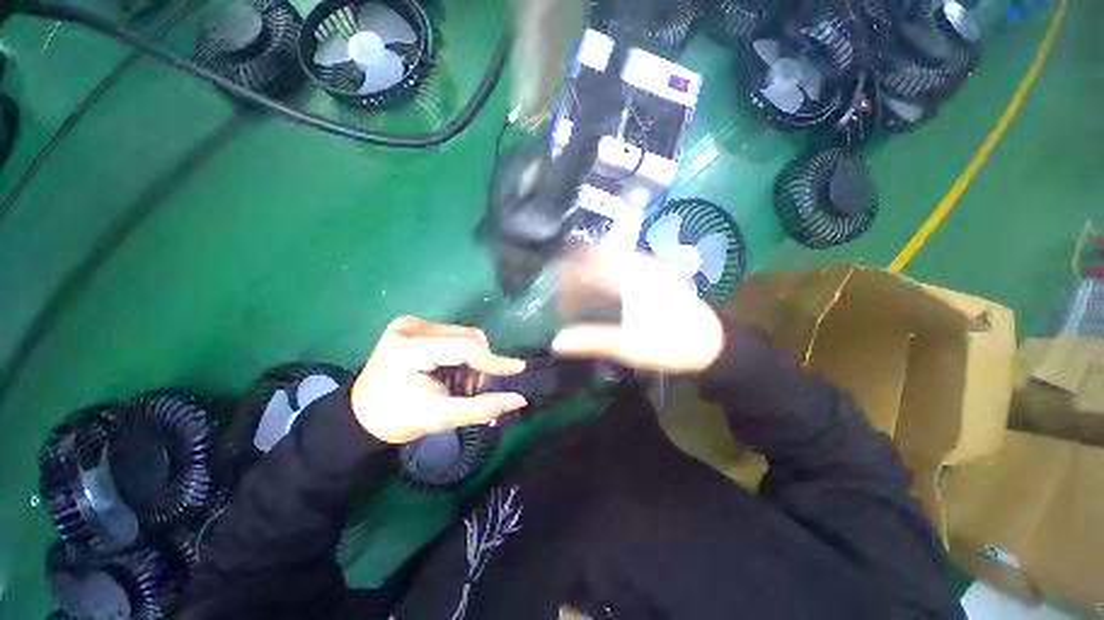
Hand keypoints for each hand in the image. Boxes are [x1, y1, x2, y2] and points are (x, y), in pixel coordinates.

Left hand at [351, 316, 527, 443]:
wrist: (360, 415)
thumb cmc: (396, 419)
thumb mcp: (440, 417)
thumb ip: (481, 407)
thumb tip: (518, 399)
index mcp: (409, 347)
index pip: (465, 347)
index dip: (494, 360)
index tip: (518, 370)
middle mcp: (410, 326)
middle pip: (467, 337)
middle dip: (481, 362)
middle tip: (478, 387)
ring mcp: (410, 323)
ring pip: (463, 334)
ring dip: (472, 357)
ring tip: (463, 382)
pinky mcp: (413, 325)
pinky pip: (453, 335)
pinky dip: (461, 353)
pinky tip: (453, 370)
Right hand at [552, 251, 724, 372]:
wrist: (713, 345)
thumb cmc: (669, 344)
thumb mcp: (626, 345)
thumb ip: (590, 340)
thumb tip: (556, 342)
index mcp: (630, 277)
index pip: (588, 265)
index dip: (567, 272)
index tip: (552, 281)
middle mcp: (640, 264)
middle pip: (599, 256)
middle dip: (577, 267)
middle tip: (561, 283)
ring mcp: (652, 267)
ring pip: (613, 257)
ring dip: (593, 267)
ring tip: (578, 283)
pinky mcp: (659, 274)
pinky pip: (626, 263)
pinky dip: (609, 270)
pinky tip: (604, 285)